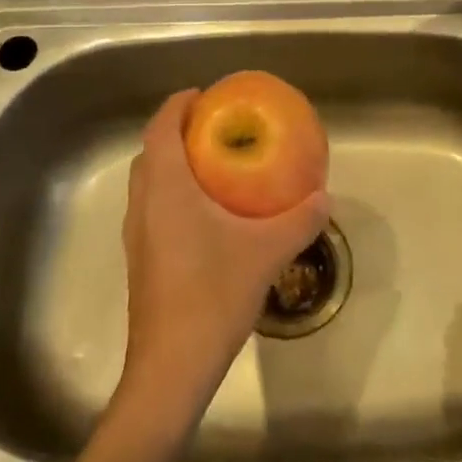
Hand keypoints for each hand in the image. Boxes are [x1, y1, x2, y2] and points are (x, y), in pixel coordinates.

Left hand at [114, 90, 329, 440]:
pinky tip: (207, 215)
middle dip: (176, 132)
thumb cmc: (213, 295)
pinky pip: (153, 208)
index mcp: (165, 189)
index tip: (202, 94)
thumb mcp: (266, 253)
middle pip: (150, 152)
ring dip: (172, 164)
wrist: (171, 367)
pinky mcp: (141, 260)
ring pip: (148, 183)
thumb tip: (324, 197)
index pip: (160, 128)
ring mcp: (137, 235)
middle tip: (214, 128)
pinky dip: (173, 194)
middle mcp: (143, 205)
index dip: (177, 104)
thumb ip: (299, 220)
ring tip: (212, 165)